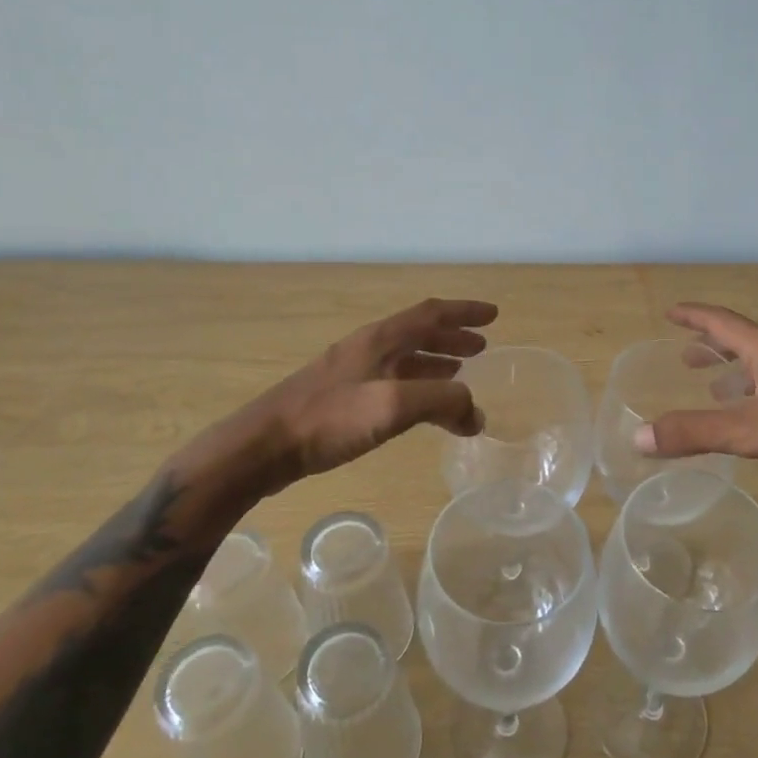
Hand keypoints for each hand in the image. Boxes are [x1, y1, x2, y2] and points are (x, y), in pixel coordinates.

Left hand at [182, 298, 498, 498]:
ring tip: (460, 371)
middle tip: (482, 348)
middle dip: (452, 337)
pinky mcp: (340, 398)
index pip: (431, 314)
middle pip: (418, 333)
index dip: (464, 312)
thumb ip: (442, 402)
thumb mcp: (393, 406)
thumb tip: (476, 414)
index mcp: (380, 339)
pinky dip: (415, 384)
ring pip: (404, 358)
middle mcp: (367, 348)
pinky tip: (418, 406)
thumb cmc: (330, 419)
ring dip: (435, 360)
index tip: (493, 315)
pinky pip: (391, 381)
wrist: (265, 446)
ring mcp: (351, 372)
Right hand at [634, 302, 757, 480]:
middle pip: (744, 339)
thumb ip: (696, 433)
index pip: (721, 323)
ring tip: (723, 389)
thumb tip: (639, 437)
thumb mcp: (752, 430)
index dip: (693, 317)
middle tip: (689, 358)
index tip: (672, 311)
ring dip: (741, 370)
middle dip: (713, 348)